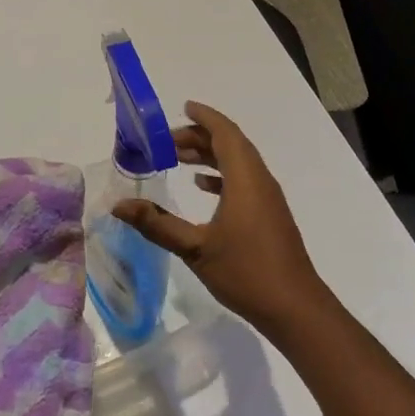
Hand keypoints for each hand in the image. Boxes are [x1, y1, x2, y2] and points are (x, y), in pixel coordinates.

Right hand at [113, 100, 332, 339]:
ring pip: (238, 163)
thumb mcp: (195, 249)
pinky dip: (221, 175)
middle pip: (231, 145)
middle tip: (166, 141)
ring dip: (210, 155)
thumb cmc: (246, 272)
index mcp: (245, 180)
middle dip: (199, 137)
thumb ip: (157, 224)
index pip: (226, 134)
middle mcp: (260, 182)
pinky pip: (244, 181)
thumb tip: (119, 206)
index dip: (205, 117)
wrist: (295, 308)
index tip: (184, 107)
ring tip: (177, 159)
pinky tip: (202, 186)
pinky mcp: (269, 216)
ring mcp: (268, 199)